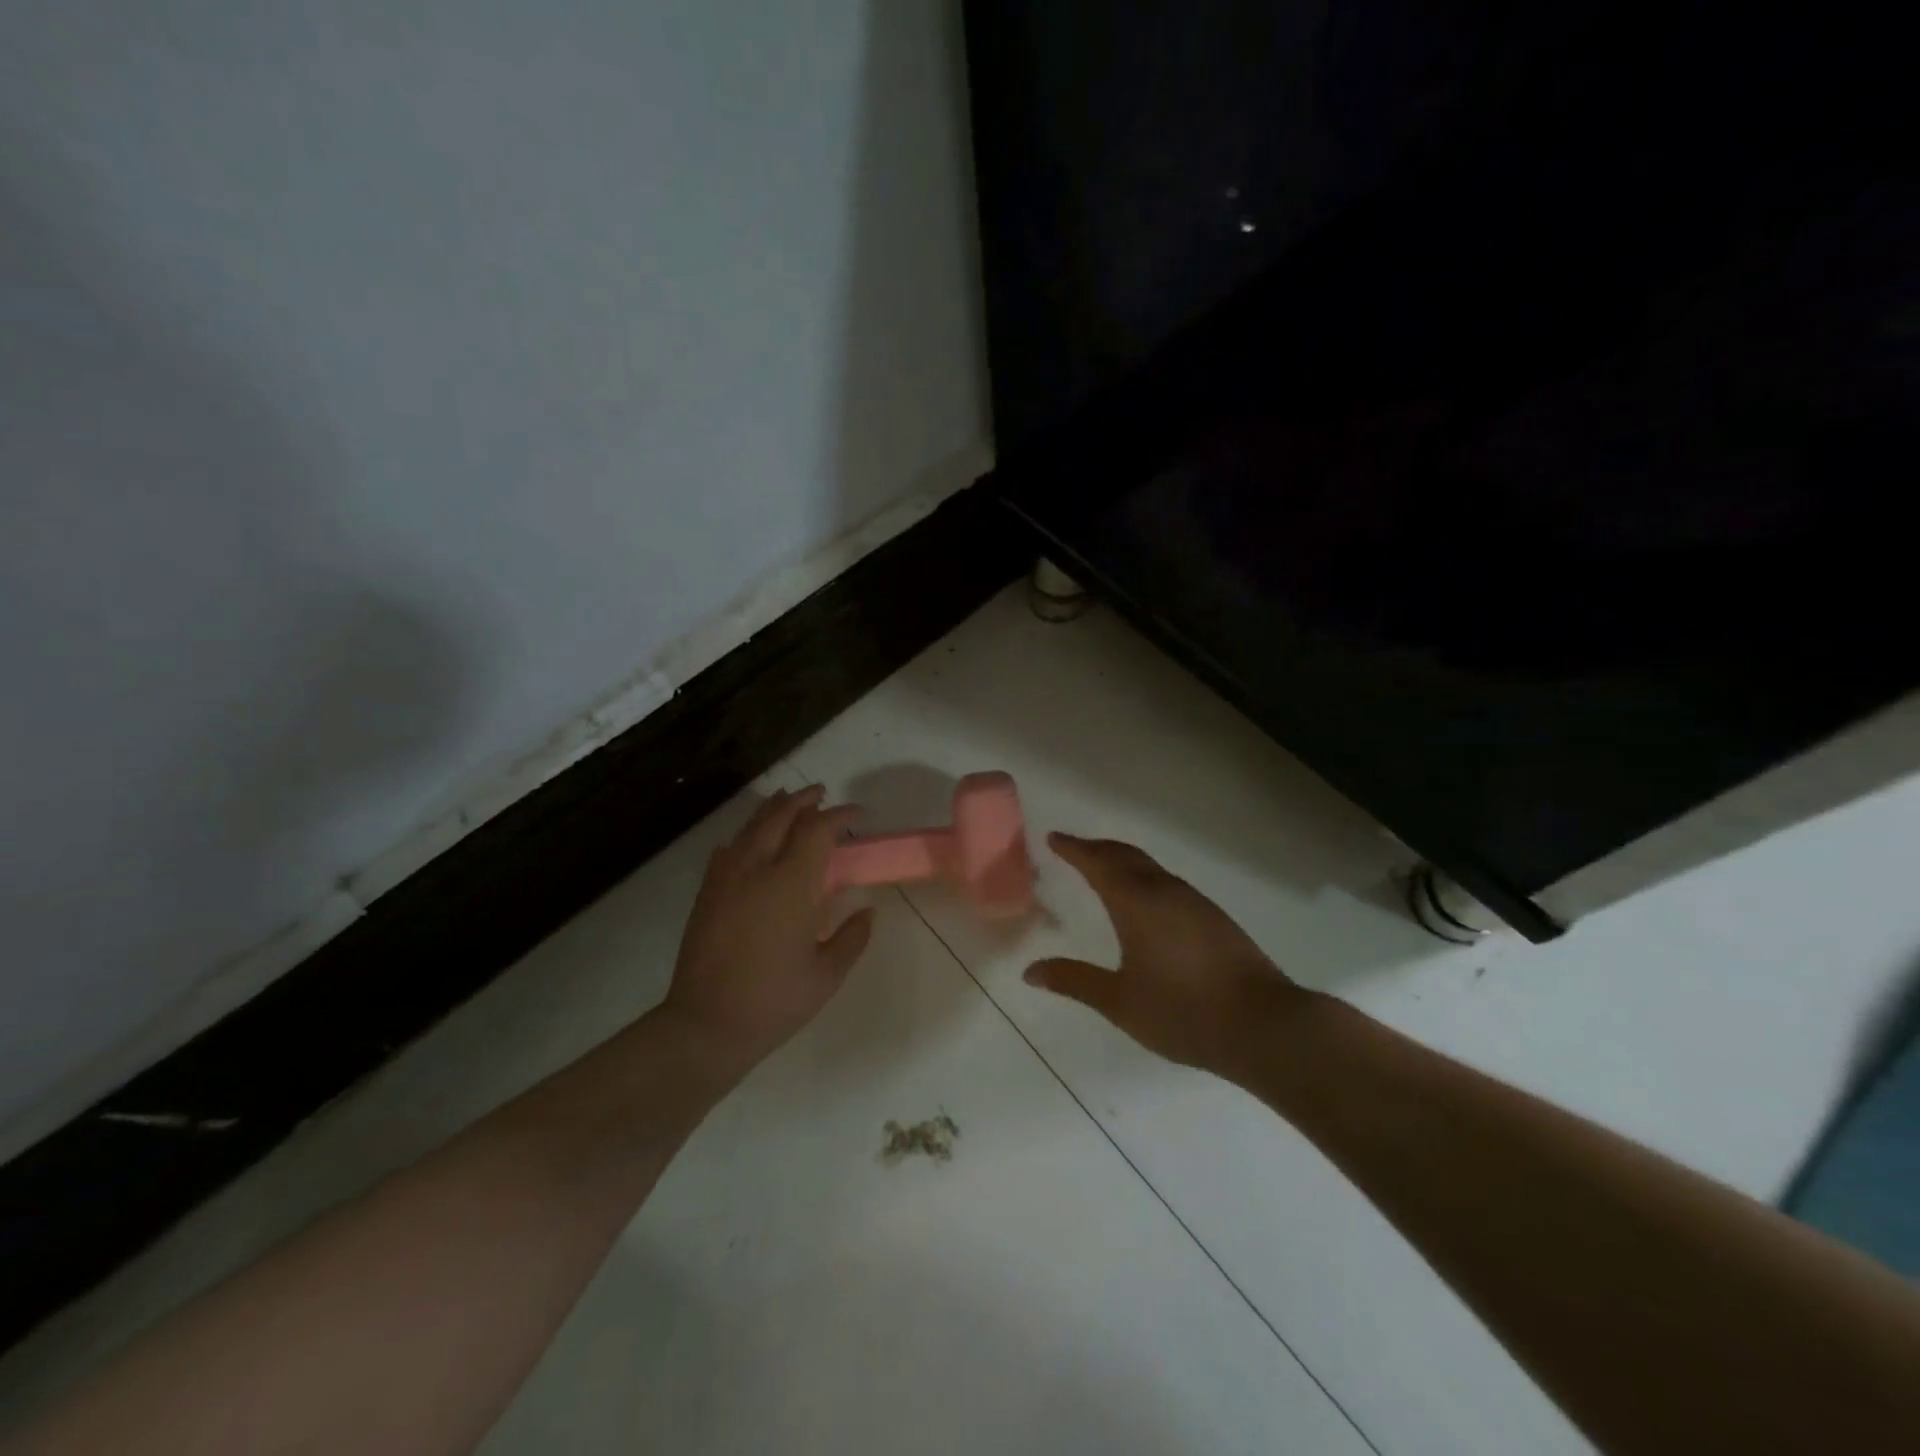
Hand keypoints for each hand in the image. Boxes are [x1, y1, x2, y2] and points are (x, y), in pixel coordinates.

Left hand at [663, 785, 873, 1073]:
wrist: (706, 1025)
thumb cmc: (774, 1001)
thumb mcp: (826, 976)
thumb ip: (852, 938)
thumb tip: (867, 912)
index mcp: (791, 885)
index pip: (817, 831)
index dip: (839, 815)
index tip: (857, 813)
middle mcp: (756, 870)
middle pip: (780, 816)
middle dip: (803, 799)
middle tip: (821, 794)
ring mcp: (726, 879)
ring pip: (750, 827)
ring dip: (773, 809)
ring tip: (788, 801)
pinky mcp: (707, 893)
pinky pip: (728, 849)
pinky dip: (745, 836)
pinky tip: (750, 841)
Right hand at [1024, 833, 1306, 1077]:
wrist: (1263, 1025)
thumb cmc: (1183, 1012)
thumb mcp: (1120, 1001)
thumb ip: (1075, 981)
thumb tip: (1030, 971)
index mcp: (1137, 902)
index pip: (1098, 862)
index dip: (1074, 848)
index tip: (1053, 837)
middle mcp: (1165, 891)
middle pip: (1126, 855)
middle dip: (1097, 848)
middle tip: (1073, 848)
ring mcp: (1194, 902)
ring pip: (1150, 867)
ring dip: (1122, 860)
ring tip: (1103, 869)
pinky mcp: (1214, 918)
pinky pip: (1167, 882)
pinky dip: (1144, 877)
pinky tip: (1145, 900)